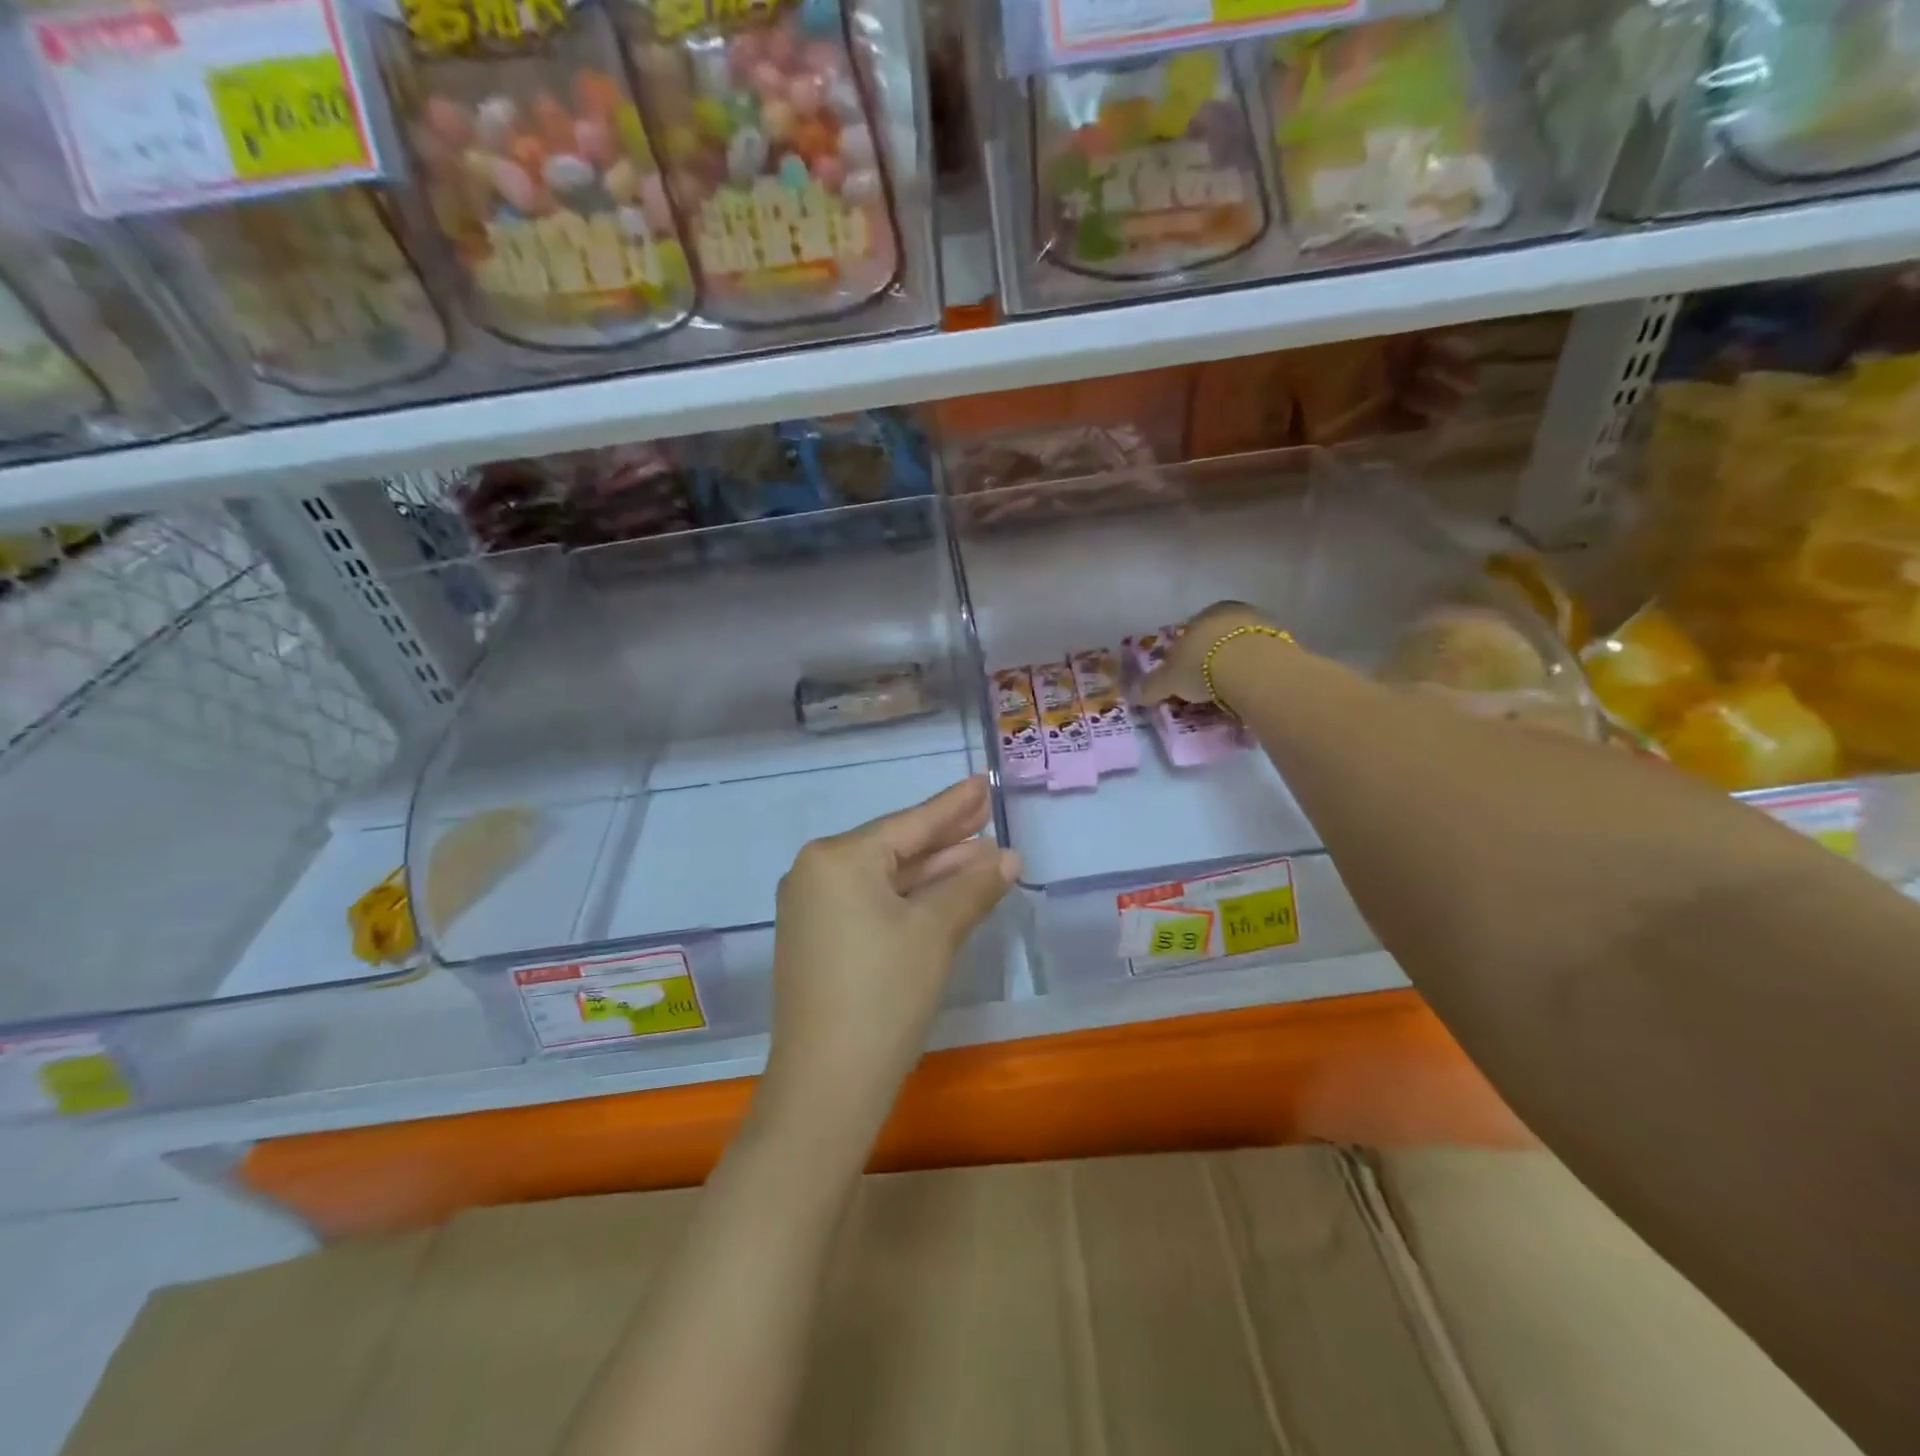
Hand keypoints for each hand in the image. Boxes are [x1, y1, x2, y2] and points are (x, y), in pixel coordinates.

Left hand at [757, 778, 1019, 1155]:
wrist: (826, 1085)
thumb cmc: (884, 994)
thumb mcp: (935, 932)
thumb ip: (973, 886)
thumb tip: (1009, 857)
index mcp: (838, 858)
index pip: (909, 824)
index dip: (953, 806)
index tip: (983, 782)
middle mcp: (816, 872)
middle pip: (895, 848)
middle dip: (946, 836)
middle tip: (988, 812)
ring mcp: (812, 908)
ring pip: (886, 879)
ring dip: (933, 871)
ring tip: (982, 852)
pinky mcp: (818, 940)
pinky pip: (871, 903)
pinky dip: (909, 899)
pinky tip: (945, 893)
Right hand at [1137, 601, 1287, 706]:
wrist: (1255, 670)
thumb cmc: (1203, 665)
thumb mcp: (1168, 680)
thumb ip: (1151, 686)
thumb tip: (1134, 695)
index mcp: (1205, 614)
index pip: (1190, 632)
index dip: (1184, 654)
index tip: (1183, 676)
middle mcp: (1235, 613)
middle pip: (1219, 639)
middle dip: (1212, 660)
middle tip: (1205, 687)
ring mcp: (1264, 627)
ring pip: (1243, 649)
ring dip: (1236, 668)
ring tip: (1228, 695)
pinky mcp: (1287, 646)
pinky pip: (1263, 663)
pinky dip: (1255, 676)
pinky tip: (1249, 693)